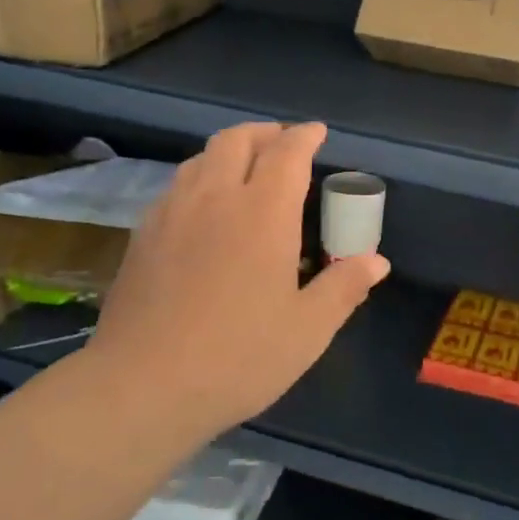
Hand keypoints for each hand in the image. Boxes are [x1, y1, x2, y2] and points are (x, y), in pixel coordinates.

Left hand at [82, 122, 389, 442]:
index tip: (317, 132)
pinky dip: (199, 179)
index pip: (287, 153)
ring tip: (245, 168)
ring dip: (229, 151)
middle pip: (237, 140)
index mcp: (263, 213)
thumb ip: (344, 288)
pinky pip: (175, 187)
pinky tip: (203, 208)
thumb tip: (376, 262)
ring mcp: (172, 214)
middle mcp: (215, 198)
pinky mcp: (142, 236)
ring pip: (200, 159)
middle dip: (264, 133)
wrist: (141, 387)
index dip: (304, 137)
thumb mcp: (307, 330)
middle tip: (283, 142)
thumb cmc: (238, 357)